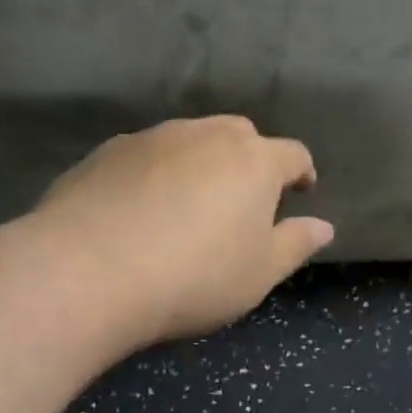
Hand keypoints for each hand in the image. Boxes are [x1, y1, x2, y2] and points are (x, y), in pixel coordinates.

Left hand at [34, 116, 334, 347]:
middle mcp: (204, 135)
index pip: (292, 154)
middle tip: (244, 198)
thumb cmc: (193, 277)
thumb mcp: (258, 274)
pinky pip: (146, 156)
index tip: (302, 190)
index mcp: (252, 161)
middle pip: (240, 135)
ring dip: (200, 162)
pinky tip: (141, 208)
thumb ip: (295, 245)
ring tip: (191, 201)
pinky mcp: (106, 152)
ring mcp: (151, 138)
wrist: (87, 272)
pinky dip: (156, 173)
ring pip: (189, 139)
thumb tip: (324, 226)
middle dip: (250, 160)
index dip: (302, 172)